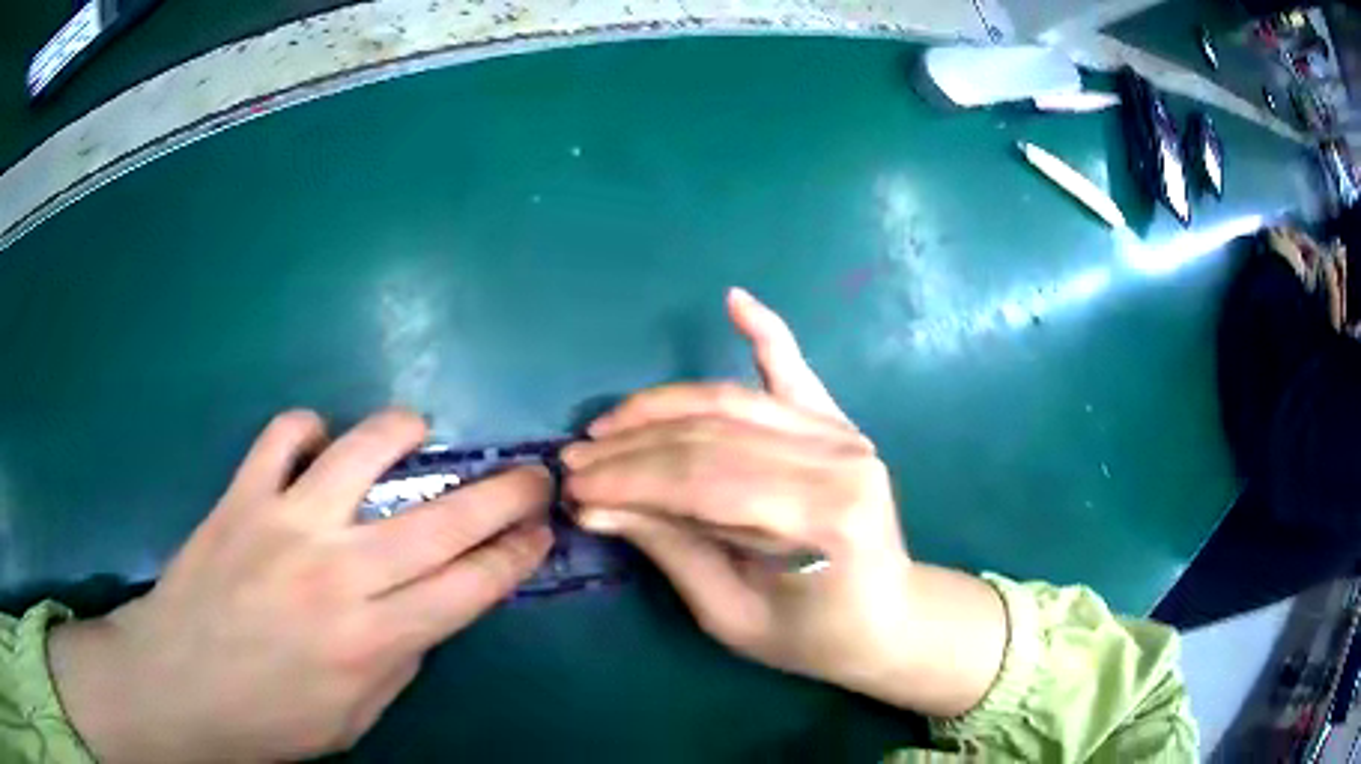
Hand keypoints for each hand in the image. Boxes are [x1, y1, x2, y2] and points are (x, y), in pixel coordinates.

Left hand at [48, 409, 552, 762]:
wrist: (178, 684)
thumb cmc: (269, 719)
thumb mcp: (354, 719)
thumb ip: (398, 662)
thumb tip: (422, 611)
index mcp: (373, 640)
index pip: (472, 586)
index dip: (517, 554)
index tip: (541, 532)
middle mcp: (338, 574)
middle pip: (443, 521)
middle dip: (505, 493)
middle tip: (533, 474)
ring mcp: (284, 524)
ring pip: (361, 453)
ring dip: (401, 432)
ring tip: (417, 429)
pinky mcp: (240, 497)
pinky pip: (281, 438)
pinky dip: (305, 430)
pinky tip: (314, 444)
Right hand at [562, 289, 1005, 716]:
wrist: (887, 617)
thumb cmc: (812, 635)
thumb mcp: (731, 615)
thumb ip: (670, 549)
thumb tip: (596, 504)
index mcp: (822, 519)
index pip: (701, 483)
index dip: (628, 482)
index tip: (573, 486)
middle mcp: (838, 459)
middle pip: (711, 437)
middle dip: (631, 448)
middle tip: (575, 460)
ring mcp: (842, 433)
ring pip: (731, 403)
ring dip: (661, 407)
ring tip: (608, 423)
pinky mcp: (839, 422)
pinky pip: (793, 370)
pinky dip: (765, 331)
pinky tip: (735, 301)